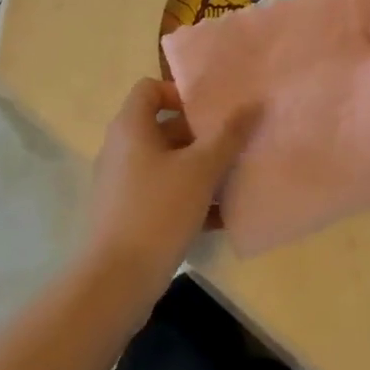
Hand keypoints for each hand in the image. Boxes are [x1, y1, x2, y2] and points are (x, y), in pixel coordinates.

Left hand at [84, 79, 256, 294]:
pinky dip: (187, 199)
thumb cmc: (158, 211)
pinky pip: (161, 195)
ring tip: (232, 181)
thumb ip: (228, 136)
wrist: (116, 281)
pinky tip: (219, 218)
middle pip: (161, 127)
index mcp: (130, 128)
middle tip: (231, 146)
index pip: (150, 89)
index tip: (210, 114)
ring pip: (165, 164)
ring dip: (198, 170)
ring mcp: (120, 184)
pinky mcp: (125, 215)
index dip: (179, 94)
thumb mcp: (200, 170)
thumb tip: (253, 104)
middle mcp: (120, 149)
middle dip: (199, 136)